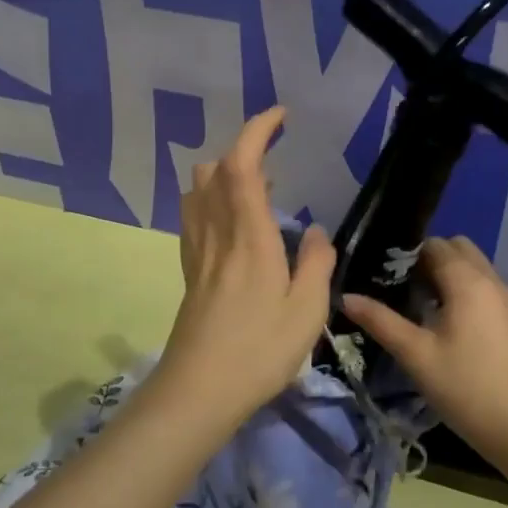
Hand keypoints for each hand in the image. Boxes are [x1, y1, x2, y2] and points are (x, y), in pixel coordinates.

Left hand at [153, 107, 334, 427]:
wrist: (198, 391)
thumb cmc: (259, 351)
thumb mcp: (307, 310)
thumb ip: (317, 262)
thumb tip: (317, 231)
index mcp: (249, 236)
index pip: (242, 165)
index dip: (257, 131)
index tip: (280, 116)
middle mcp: (217, 233)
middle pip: (214, 171)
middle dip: (242, 152)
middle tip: (276, 166)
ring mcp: (198, 251)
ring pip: (198, 191)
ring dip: (224, 175)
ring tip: (260, 193)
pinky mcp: (190, 270)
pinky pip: (195, 216)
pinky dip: (212, 200)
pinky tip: (235, 224)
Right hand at [342, 236, 507, 465]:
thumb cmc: (465, 388)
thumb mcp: (416, 355)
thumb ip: (381, 321)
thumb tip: (346, 297)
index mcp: (467, 281)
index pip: (435, 245)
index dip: (409, 256)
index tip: (389, 278)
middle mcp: (492, 280)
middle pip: (460, 248)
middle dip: (433, 259)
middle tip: (408, 290)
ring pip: (477, 267)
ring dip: (452, 275)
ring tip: (427, 308)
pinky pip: (489, 287)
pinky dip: (470, 291)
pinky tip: (455, 327)